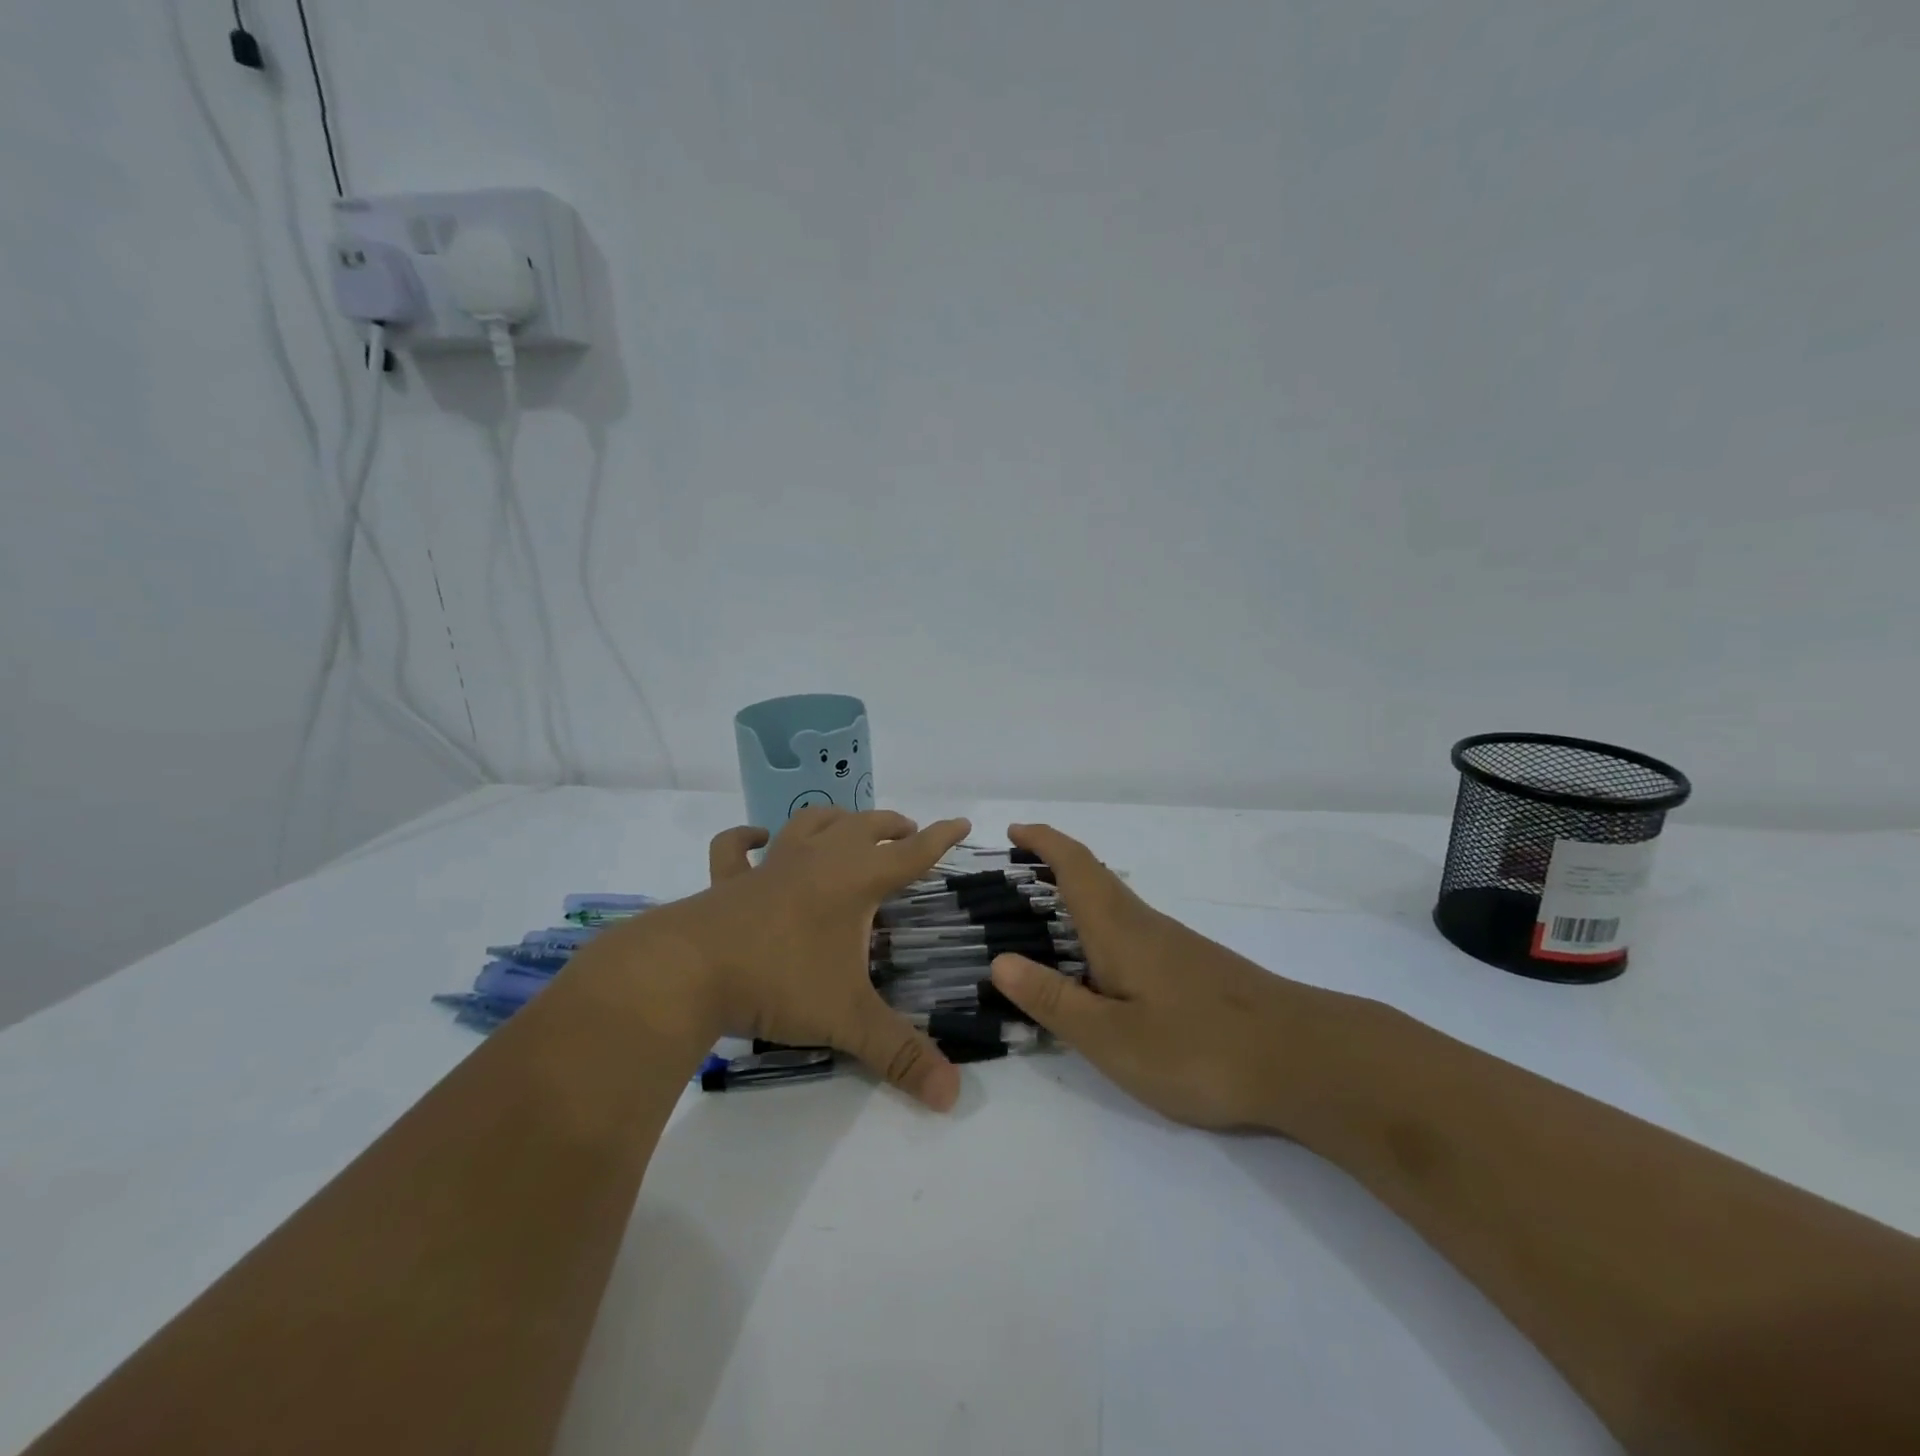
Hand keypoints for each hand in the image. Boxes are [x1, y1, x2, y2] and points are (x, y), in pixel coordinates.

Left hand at [613, 806, 971, 1110]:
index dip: (941, 838)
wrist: (690, 971)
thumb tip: (952, 1096)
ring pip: (810, 823)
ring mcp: (771, 865)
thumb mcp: (847, 1019)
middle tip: (909, 832)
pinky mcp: (729, 881)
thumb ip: (899, 1054)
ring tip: (850, 825)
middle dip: (892, 826)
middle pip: (865, 827)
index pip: (911, 854)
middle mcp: (818, 860)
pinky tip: (757, 837)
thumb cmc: (780, 981)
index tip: (962, 822)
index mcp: (855, 880)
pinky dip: (747, 837)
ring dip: (836, 819)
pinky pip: (736, 847)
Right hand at [986, 823, 1334, 1130]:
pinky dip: (1101, 929)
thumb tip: (1000, 961)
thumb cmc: (1198, 1048)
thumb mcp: (1112, 1037)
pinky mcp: (1194, 968)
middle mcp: (1146, 925)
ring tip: (1044, 924)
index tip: (1013, 831)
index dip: (1043, 841)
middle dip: (1053, 866)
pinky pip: (1133, 932)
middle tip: (1015, 879)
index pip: (1075, 866)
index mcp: (1119, 929)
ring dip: (1076, 898)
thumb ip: (1054, 1001)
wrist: (1303, 1058)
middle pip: (1094, 878)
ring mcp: (1175, 945)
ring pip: (1115, 906)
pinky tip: (1101, 969)